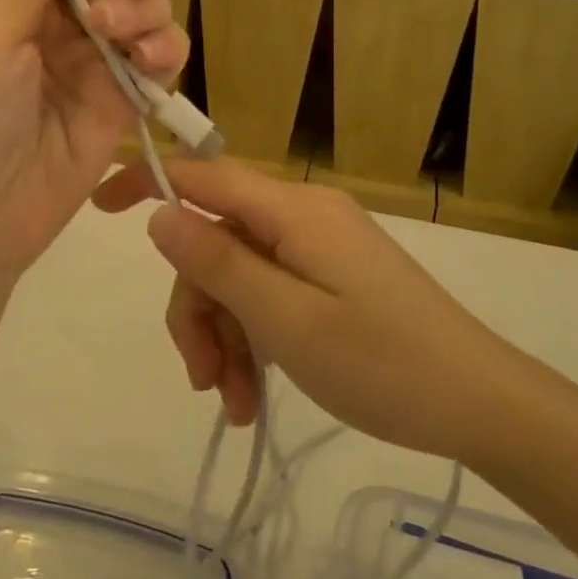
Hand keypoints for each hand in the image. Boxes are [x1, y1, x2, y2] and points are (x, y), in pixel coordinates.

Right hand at [95, 158, 500, 460]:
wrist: (479, 402)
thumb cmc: (382, 363)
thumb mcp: (286, 320)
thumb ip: (219, 263)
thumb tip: (161, 214)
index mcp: (292, 210)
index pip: (203, 175)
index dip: (147, 181)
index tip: (98, 208)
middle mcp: (301, 214)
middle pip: (216, 240)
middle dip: (198, 306)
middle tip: (204, 379)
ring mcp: (317, 245)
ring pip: (238, 273)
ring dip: (224, 334)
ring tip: (236, 403)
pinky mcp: (330, 274)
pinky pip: (270, 290)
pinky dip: (253, 335)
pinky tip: (254, 393)